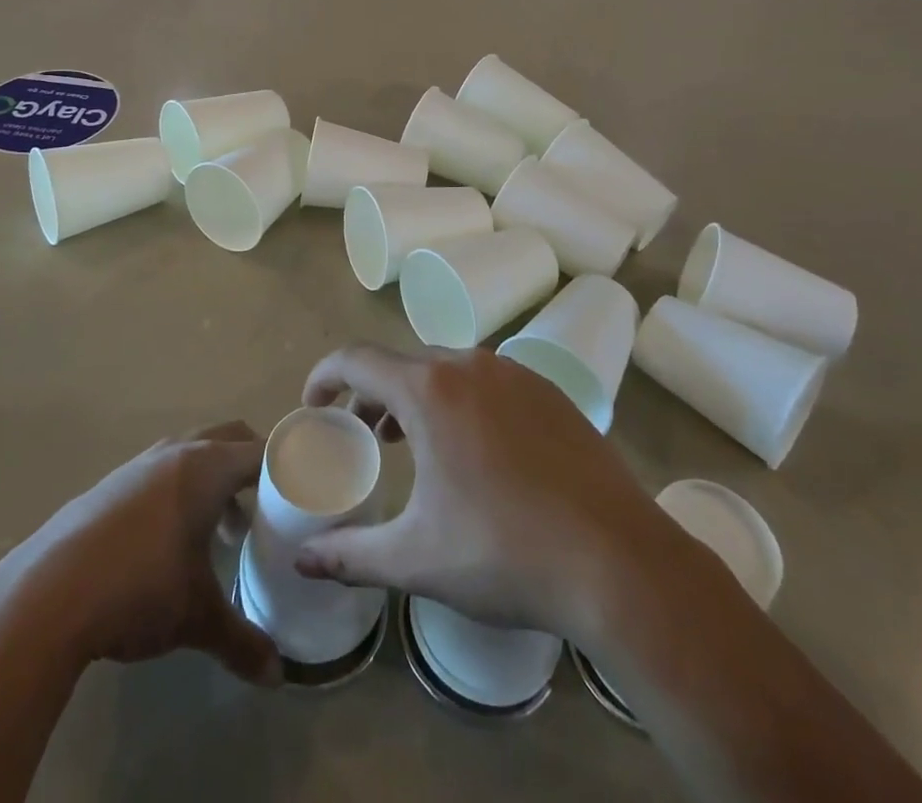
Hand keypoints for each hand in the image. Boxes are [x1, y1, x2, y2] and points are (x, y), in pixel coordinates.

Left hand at [0, 421, 281, 686]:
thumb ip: (242, 642)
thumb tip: (277, 677)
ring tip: (222, 531)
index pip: (262, 450)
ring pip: (192, 453)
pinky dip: (180, 491)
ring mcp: (139, 464)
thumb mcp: (197, 618)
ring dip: (214, 480)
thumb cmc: (140, 590)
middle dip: (252, 466)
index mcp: (207, 468)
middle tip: (269, 507)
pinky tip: (170, 541)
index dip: (288, 468)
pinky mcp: (110, 484)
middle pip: (229, 438)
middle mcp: (176, 453)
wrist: (46, 595)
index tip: (306, 491)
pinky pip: (161, 471)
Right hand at [294, 345, 711, 648]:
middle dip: (372, 393)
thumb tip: (302, 560)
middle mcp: (471, 365)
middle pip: (403, 363)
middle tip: (364, 435)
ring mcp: (517, 374)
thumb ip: (350, 555)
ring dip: (418, 396)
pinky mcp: (551, 394)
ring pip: (448, 370)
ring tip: (412, 442)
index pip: (356, 359)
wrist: (620, 563)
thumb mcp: (416, 558)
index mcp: (429, 390)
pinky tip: (476, 451)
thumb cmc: (505, 553)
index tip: (314, 405)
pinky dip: (462, 401)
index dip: (325, 376)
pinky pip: (489, 382)